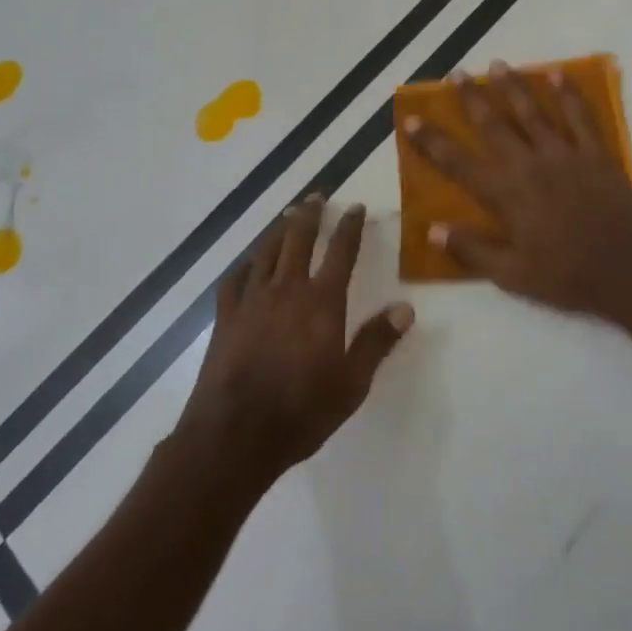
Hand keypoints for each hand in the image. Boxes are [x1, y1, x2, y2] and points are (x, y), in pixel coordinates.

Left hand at [180, 197, 413, 485]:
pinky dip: (247, 263)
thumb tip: (405, 307)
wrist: (234, 434)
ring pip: (267, 251)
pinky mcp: (226, 317)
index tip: (356, 207)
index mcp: (322, 302)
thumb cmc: (301, 411)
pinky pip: (237, 278)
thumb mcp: (352, 383)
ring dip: (280, 229)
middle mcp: (287, 290)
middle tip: (317, 195)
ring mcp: (252, 300)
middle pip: (299, 239)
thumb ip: (377, 342)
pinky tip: (250, 262)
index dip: (350, 226)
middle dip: (311, 214)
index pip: (341, 252)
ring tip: (288, 215)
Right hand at [402, 62, 631, 323]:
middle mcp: (530, 165)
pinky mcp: (596, 154)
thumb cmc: (565, 277)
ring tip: (498, 64)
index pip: (458, 162)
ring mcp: (565, 155)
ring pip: (533, 112)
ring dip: (513, 86)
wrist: (628, 272)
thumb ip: (471, 250)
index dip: (432, 141)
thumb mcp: (511, 276)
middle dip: (472, 97)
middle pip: (493, 124)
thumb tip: (432, 229)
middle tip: (457, 74)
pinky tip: (558, 75)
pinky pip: (580, 116)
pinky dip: (569, 94)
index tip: (412, 119)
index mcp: (506, 194)